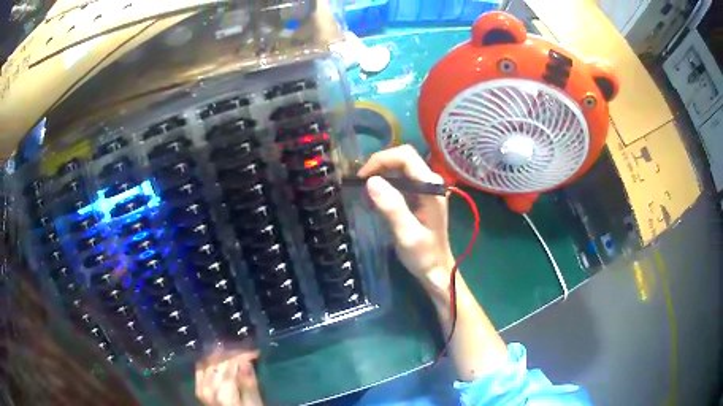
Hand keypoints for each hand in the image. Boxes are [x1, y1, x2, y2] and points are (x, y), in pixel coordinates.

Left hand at [195, 349, 262, 405]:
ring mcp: (201, 387)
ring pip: (209, 362)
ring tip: (236, 355)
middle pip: (219, 362)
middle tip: (248, 352)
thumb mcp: (254, 404)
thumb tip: (245, 362)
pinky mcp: (199, 388)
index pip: (231, 365)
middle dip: (234, 354)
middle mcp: (208, 387)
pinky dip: (210, 361)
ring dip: (223, 356)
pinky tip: (218, 360)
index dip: (243, 355)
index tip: (255, 353)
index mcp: (223, 393)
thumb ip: (249, 385)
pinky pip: (201, 367)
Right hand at [358, 145, 455, 286]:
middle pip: (403, 158)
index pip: (406, 157)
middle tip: (361, 183)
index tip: (362, 177)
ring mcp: (427, 187)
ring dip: (381, 174)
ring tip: (366, 193)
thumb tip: (371, 181)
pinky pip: (401, 179)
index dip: (381, 160)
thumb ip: (392, 207)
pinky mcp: (421, 195)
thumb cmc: (423, 255)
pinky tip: (376, 199)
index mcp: (431, 187)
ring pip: (400, 167)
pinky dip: (385, 183)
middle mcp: (431, 182)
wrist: (436, 269)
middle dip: (379, 165)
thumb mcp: (406, 234)